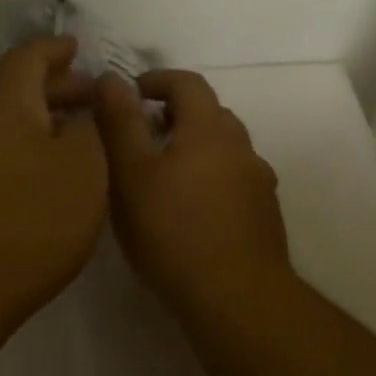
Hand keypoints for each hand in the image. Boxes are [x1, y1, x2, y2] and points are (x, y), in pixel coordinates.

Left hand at [0, 36, 107, 321]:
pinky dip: (24, 152)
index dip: (55, 48)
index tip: (77, 47)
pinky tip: (44, 178)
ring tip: (74, 139)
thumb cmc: (30, 220)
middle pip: (15, 90)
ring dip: (40, 123)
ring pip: (5, 125)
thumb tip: (82, 114)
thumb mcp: (84, 168)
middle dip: (55, 88)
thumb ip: (90, 129)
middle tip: (90, 99)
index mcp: (4, 104)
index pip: (28, 57)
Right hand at [93, 69, 291, 316]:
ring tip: (163, 177)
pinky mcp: (265, 215)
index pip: (187, 83)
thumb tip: (110, 78)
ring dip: (195, 149)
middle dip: (175, 115)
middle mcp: (242, 148)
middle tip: (141, 136)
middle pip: (210, 114)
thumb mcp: (131, 174)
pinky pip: (234, 181)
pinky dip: (211, 180)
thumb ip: (119, 122)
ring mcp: (259, 183)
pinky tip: (191, 212)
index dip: (157, 80)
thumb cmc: (173, 231)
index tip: (131, 93)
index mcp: (209, 129)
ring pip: (225, 150)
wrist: (235, 297)